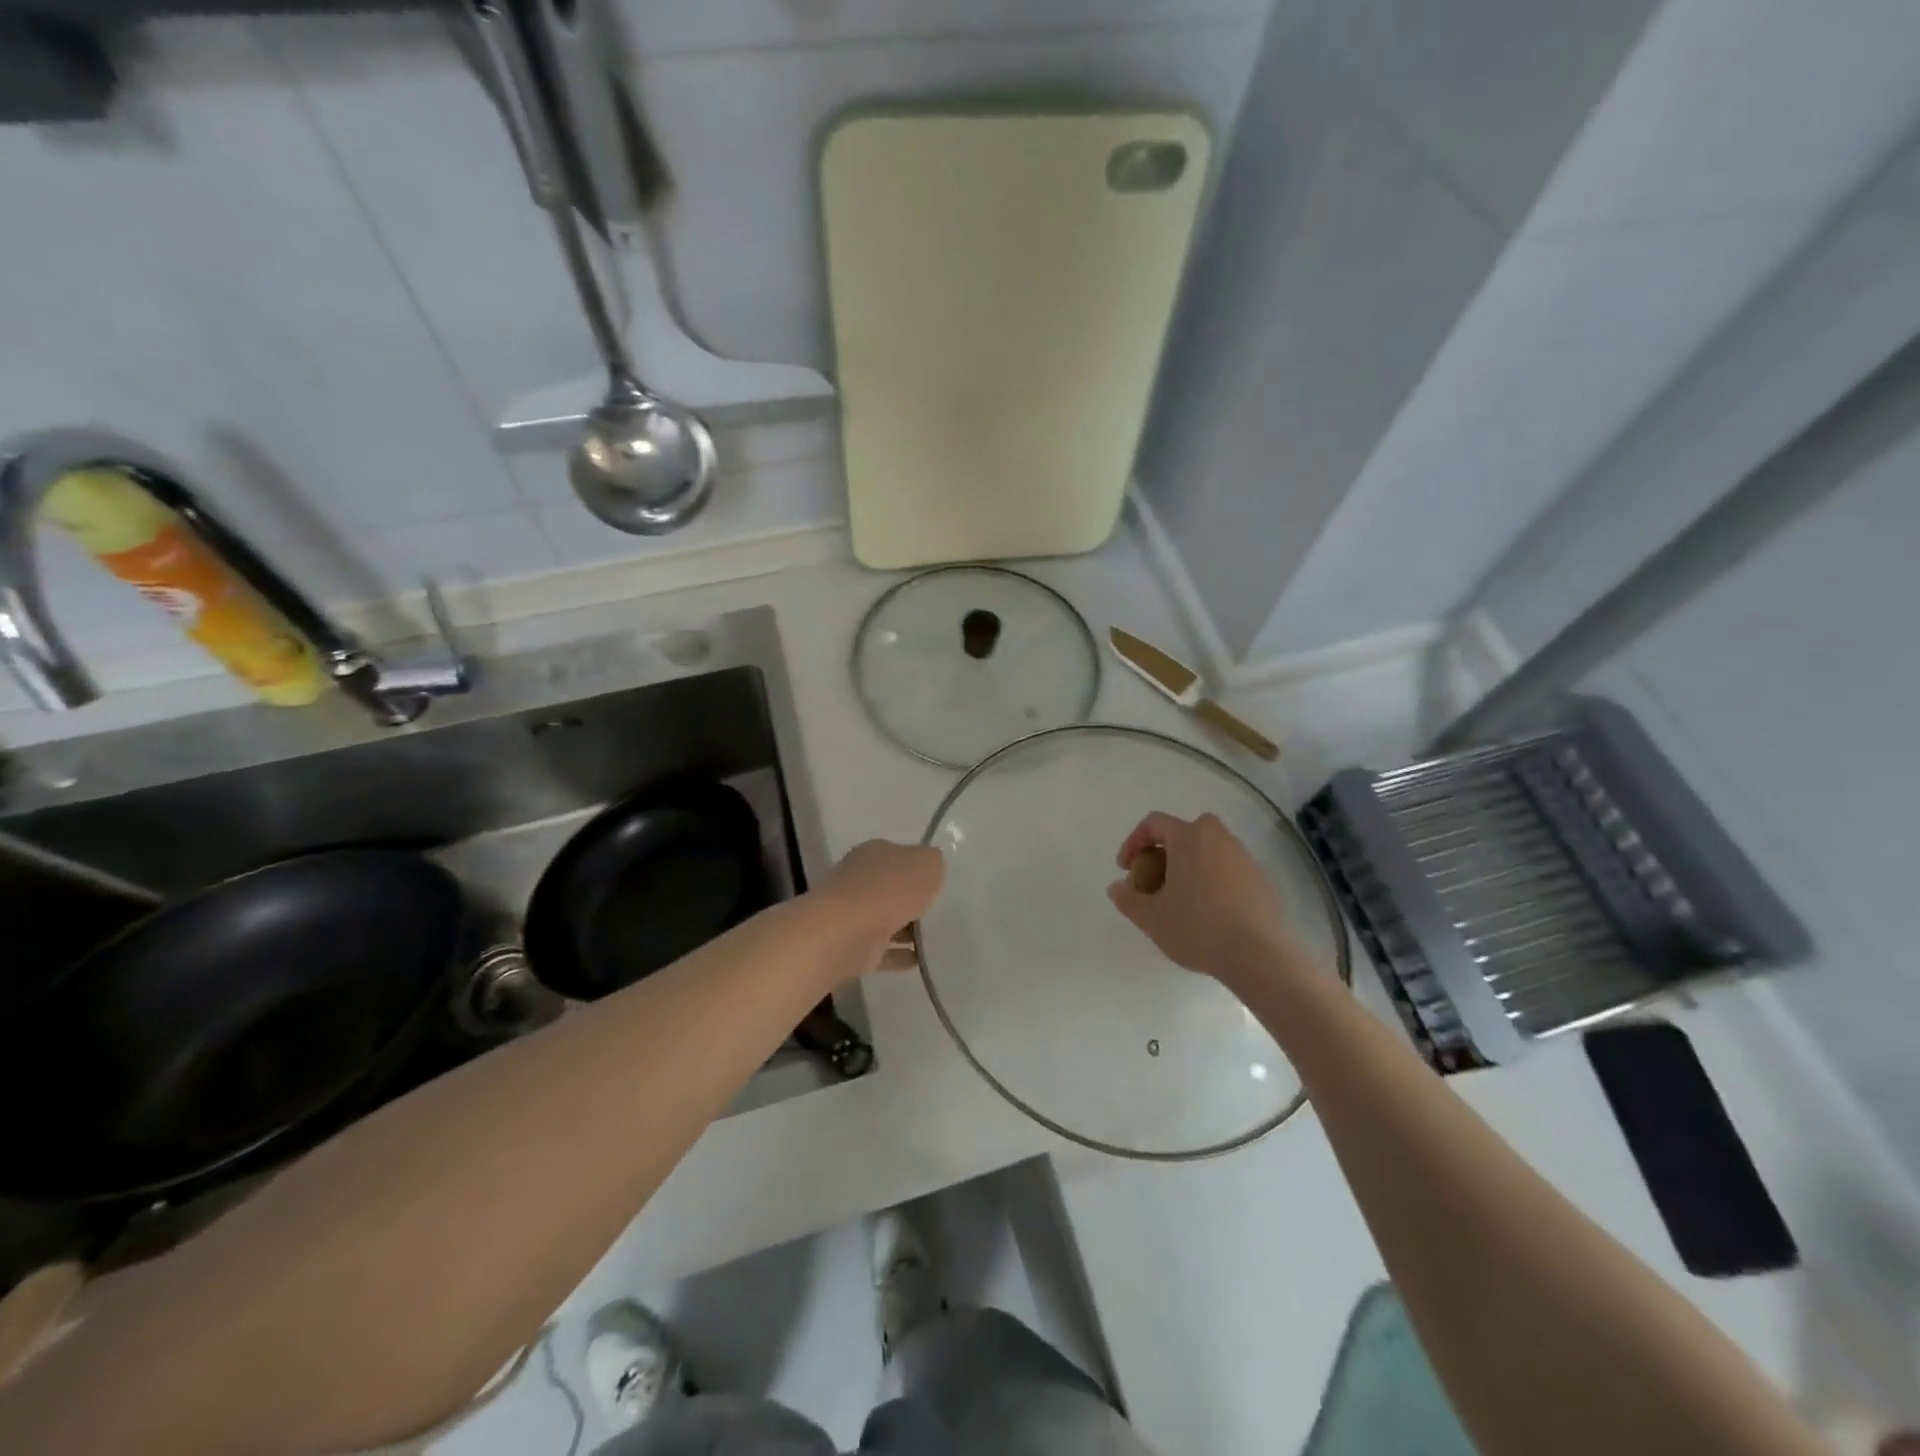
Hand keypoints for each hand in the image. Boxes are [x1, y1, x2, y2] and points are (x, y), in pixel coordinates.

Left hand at [813, 840, 944, 978]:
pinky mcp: (852, 946)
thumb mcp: (927, 864)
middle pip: (890, 887)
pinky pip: (881, 949)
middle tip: (935, 910)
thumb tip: (930, 866)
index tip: (935, 881)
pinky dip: (897, 954)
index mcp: (874, 853)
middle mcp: (859, 880)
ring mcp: (852, 914)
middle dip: (909, 898)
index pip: (898, 855)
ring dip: (905, 928)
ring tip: (932, 939)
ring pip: (884, 919)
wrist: (847, 932)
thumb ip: (932, 862)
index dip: (917, 866)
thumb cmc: (889, 889)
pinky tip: (917, 960)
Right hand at [1107, 812, 1300, 992]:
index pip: (1154, 823)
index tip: (1126, 870)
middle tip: (1154, 881)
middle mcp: (1219, 838)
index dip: (1133, 842)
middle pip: (1185, 832)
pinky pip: (1227, 870)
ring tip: (1179, 900)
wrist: (1261, 956)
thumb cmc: (1198, 928)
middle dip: (1164, 852)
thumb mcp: (1151, 918)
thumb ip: (1127, 899)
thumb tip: (1117, 887)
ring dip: (1188, 867)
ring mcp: (1244, 858)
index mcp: (1190, 837)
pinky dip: (1211, 881)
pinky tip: (1207, 913)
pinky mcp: (1262, 880)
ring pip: (1208, 850)